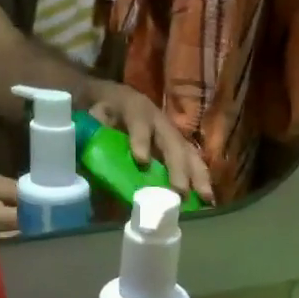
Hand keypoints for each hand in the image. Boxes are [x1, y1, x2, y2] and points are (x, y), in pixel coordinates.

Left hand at [86, 83, 213, 204]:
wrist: (109, 98)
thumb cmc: (100, 109)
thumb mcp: (91, 112)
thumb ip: (93, 124)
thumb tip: (95, 136)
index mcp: (133, 107)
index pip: (138, 121)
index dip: (141, 139)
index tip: (141, 160)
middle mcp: (158, 119)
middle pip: (171, 142)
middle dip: (177, 167)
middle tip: (180, 191)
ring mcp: (170, 133)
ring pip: (188, 152)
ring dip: (198, 176)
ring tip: (206, 198)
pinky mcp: (177, 146)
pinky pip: (192, 161)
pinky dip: (201, 179)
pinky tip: (208, 199)